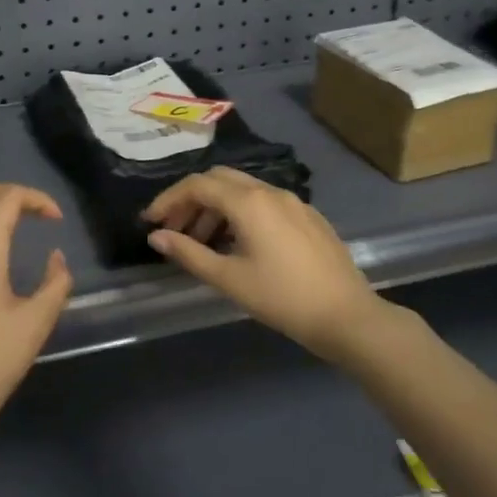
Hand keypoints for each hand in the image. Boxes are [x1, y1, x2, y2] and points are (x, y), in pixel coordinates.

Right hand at [142, 167, 378, 359]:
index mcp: (248, 202)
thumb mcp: (229, 278)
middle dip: (191, 200)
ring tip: (202, 243)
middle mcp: (270, 191)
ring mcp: (293, 201)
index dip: (169, 200)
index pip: (197, 185)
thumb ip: (189, 253)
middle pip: (219, 180)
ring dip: (216, 208)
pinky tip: (238, 244)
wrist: (347, 316)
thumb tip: (157, 237)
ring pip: (243, 191)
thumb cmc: (282, 298)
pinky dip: (241, 214)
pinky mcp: (308, 216)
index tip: (150, 222)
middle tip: (174, 229)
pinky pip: (264, 203)